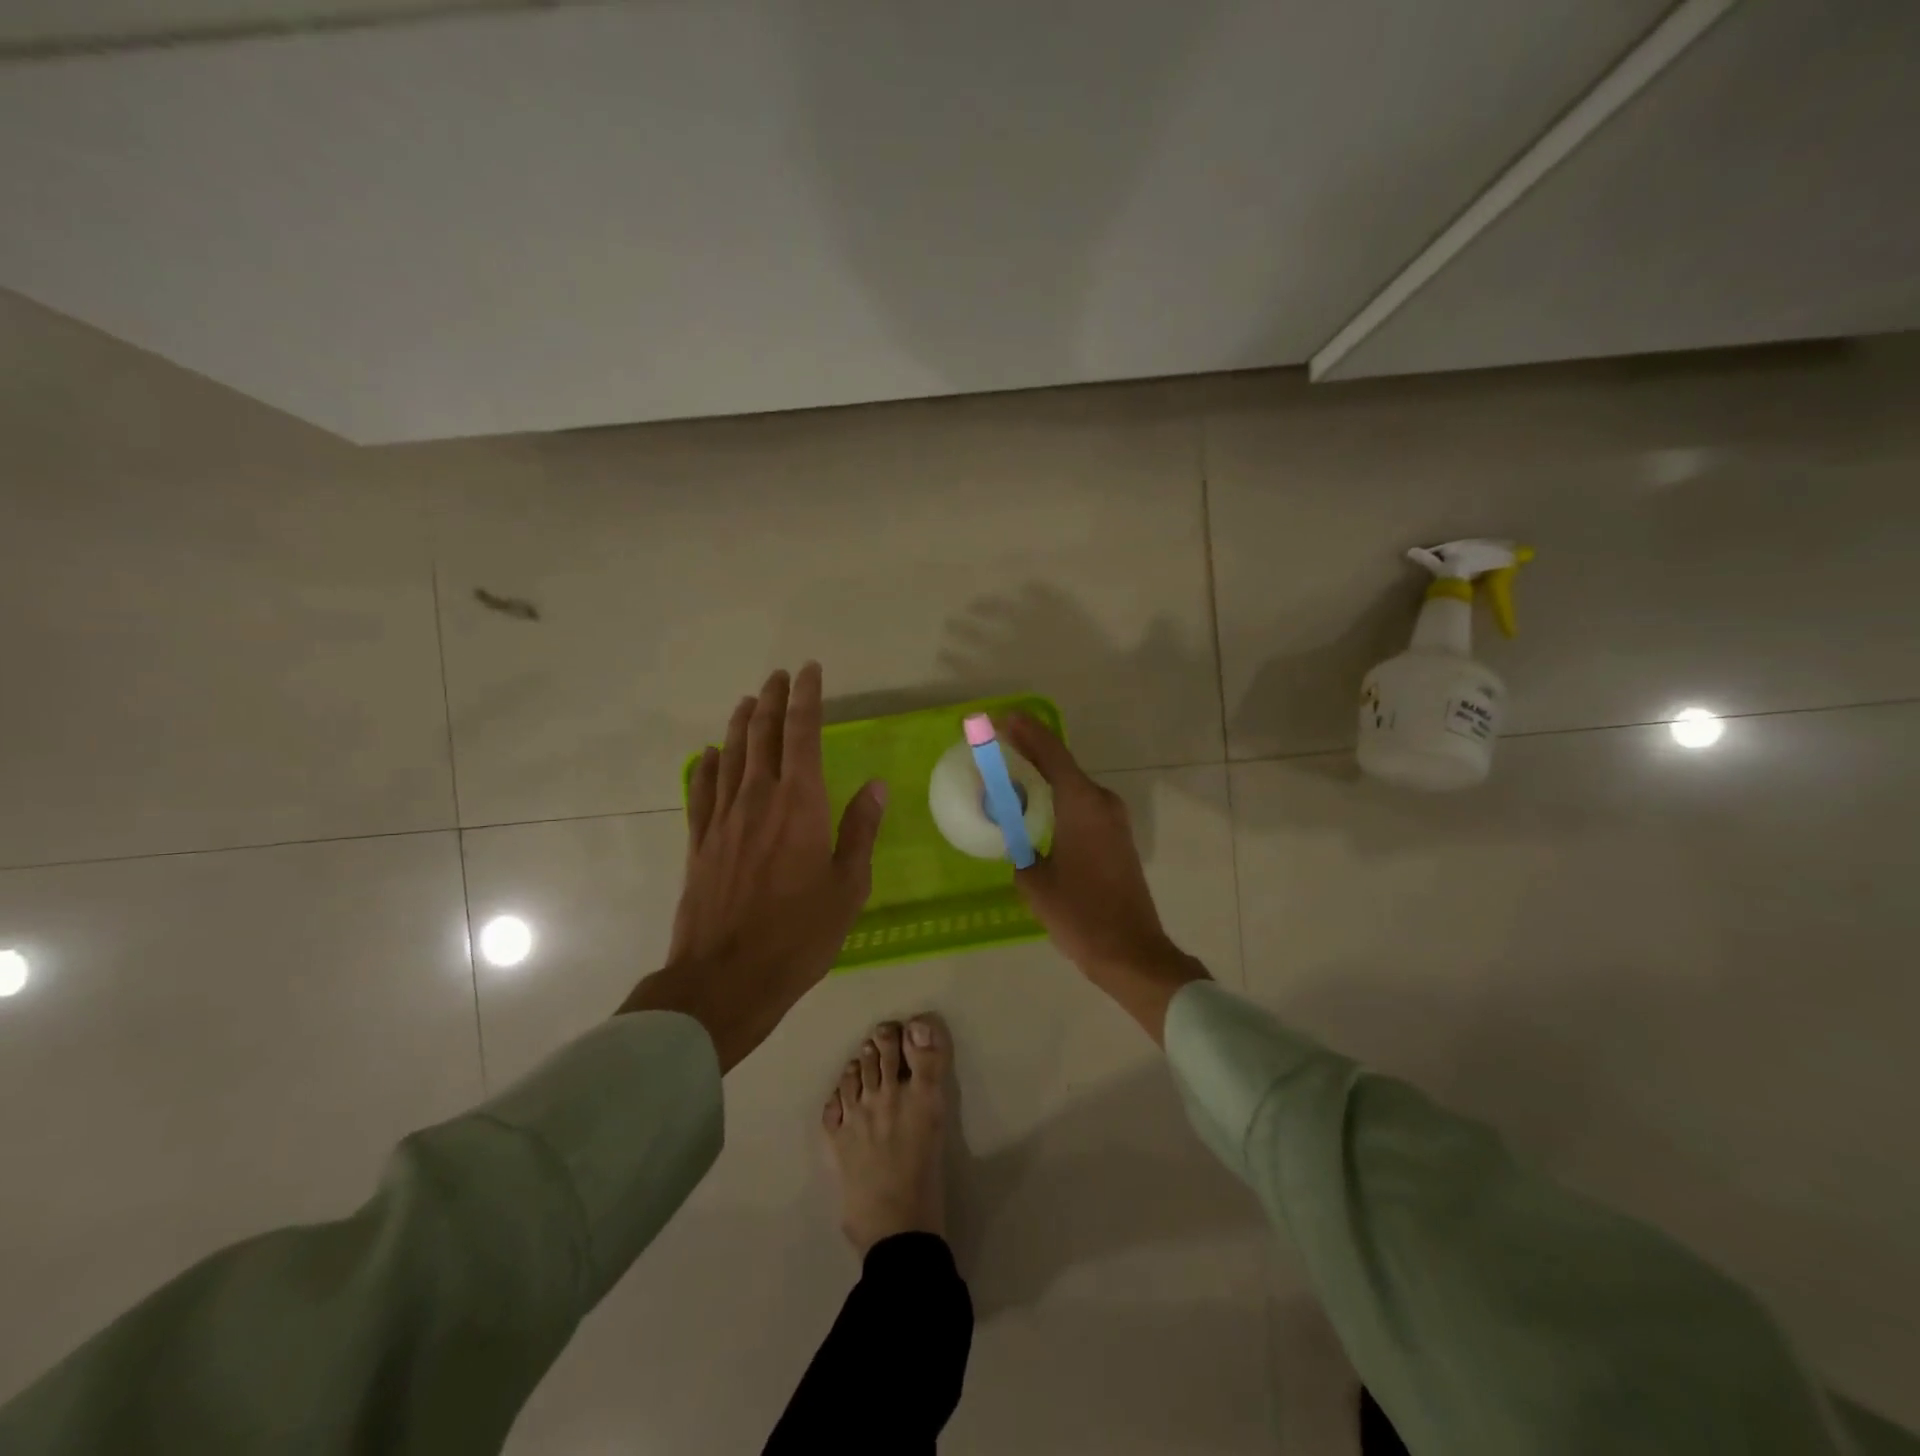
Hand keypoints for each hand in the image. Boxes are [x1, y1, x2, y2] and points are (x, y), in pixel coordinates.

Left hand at [619, 663, 887, 1070]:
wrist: (725, 978)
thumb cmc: (799, 936)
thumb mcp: (847, 888)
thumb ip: (859, 832)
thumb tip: (875, 786)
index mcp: (800, 805)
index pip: (803, 735)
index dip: (807, 699)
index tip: (809, 672)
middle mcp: (758, 799)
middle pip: (763, 735)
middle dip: (773, 700)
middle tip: (779, 676)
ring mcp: (723, 819)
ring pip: (732, 755)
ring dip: (741, 723)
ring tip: (749, 701)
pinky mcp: (699, 842)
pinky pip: (702, 790)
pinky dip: (708, 765)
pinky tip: (710, 754)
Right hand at [1001, 713, 1208, 1042]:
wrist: (1131, 951)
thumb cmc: (1079, 915)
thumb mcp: (1035, 883)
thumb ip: (1021, 854)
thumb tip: (1018, 847)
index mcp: (1081, 805)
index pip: (1052, 754)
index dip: (1027, 733)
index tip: (1004, 718)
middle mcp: (1102, 803)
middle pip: (1063, 766)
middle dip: (1033, 751)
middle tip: (1001, 742)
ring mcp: (1115, 820)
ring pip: (1075, 786)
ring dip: (1047, 776)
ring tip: (1015, 772)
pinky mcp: (1118, 838)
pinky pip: (1084, 806)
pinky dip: (1060, 798)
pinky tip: (1041, 807)